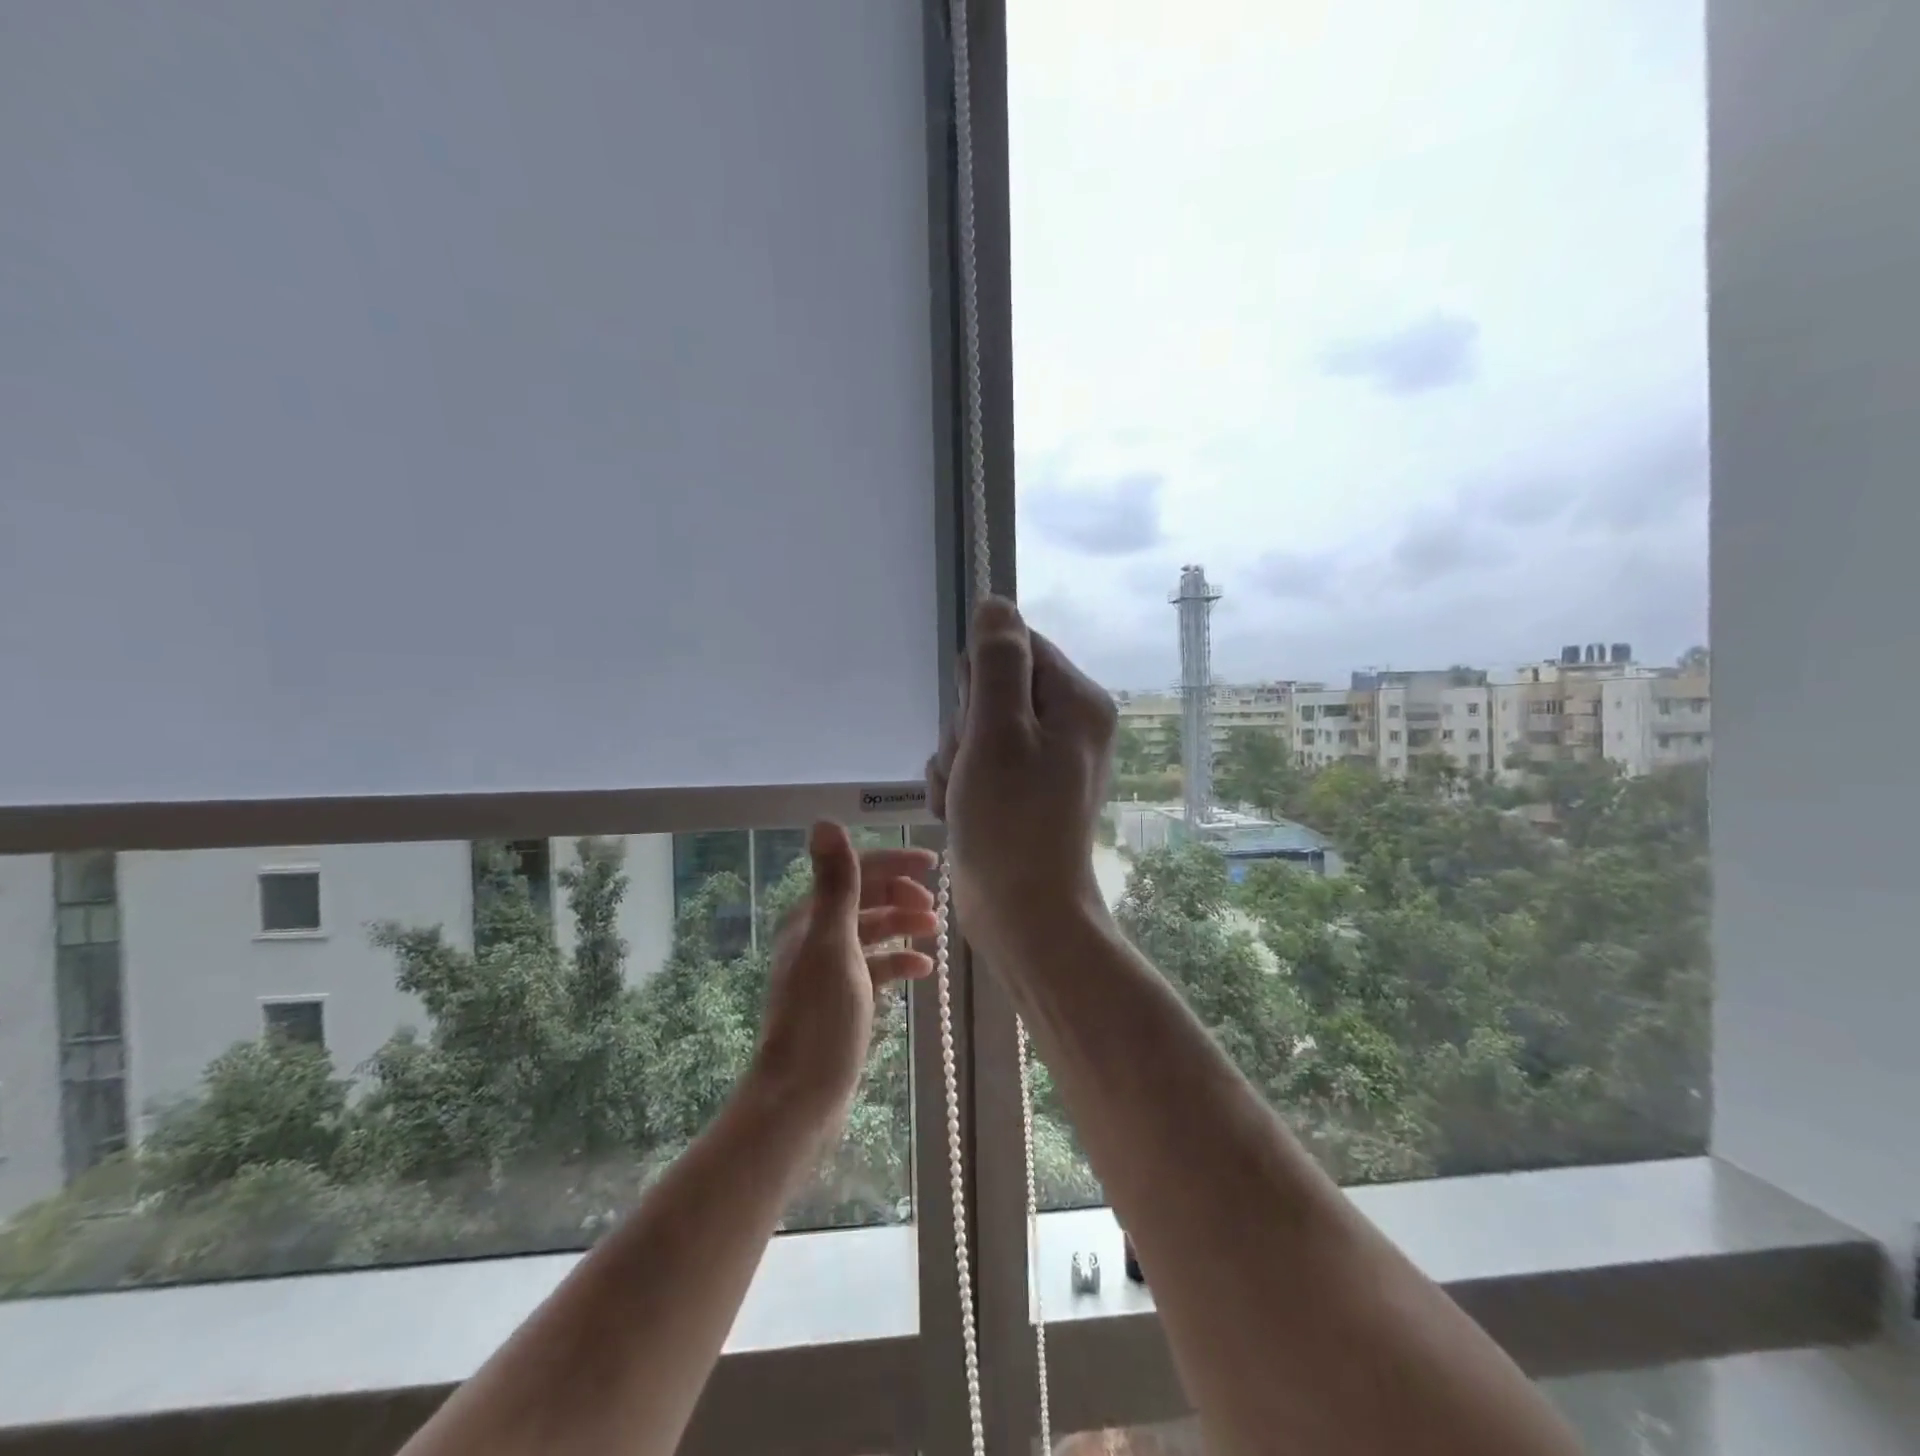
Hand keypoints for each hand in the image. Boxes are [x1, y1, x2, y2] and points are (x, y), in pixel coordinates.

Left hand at [750, 823, 938, 1122]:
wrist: (802, 1095)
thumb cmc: (821, 1016)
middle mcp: (816, 935)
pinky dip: (898, 961)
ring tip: (934, 930)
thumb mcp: (834, 943)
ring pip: (873, 932)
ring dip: (902, 925)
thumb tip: (824, 821)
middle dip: (900, 894)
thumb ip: (837, 883)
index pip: (855, 872)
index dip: (893, 863)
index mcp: (810, 917)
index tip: (932, 864)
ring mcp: (830, 968)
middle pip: (865, 899)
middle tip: (934, 903)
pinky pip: (876, 966)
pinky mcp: (843, 997)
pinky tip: (922, 969)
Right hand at [925, 597, 1116, 955]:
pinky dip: (959, 786)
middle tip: (974, 769)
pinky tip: (963, 813)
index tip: (978, 723)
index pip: (1014, 646)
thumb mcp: (998, 731)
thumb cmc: (1012, 822)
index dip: (979, 681)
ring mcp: (1043, 759)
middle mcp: (1066, 723)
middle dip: (965, 729)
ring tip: (967, 799)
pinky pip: (975, 763)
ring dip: (955, 762)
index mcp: (1076, 700)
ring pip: (973, 729)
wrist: (1023, 914)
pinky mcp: (1020, 789)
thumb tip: (995, 602)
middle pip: (989, 690)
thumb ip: (997, 661)